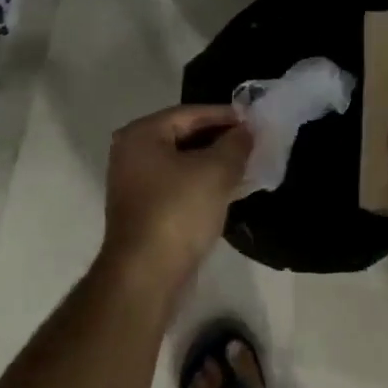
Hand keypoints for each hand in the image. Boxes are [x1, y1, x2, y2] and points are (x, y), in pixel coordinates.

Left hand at [97, 105, 252, 300]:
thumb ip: (236, 144)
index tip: (255, 121)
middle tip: (255, 143)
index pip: (190, 113)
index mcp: (142, 135)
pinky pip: (180, 186)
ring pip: (184, 163)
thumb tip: (246, 131)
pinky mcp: (146, 210)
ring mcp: (136, 184)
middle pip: (185, 136)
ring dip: (215, 163)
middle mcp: (132, 154)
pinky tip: (231, 190)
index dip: (225, 115)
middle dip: (221, 139)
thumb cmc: (179, 211)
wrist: (147, 274)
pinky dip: (204, 184)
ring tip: (248, 165)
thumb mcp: (216, 171)